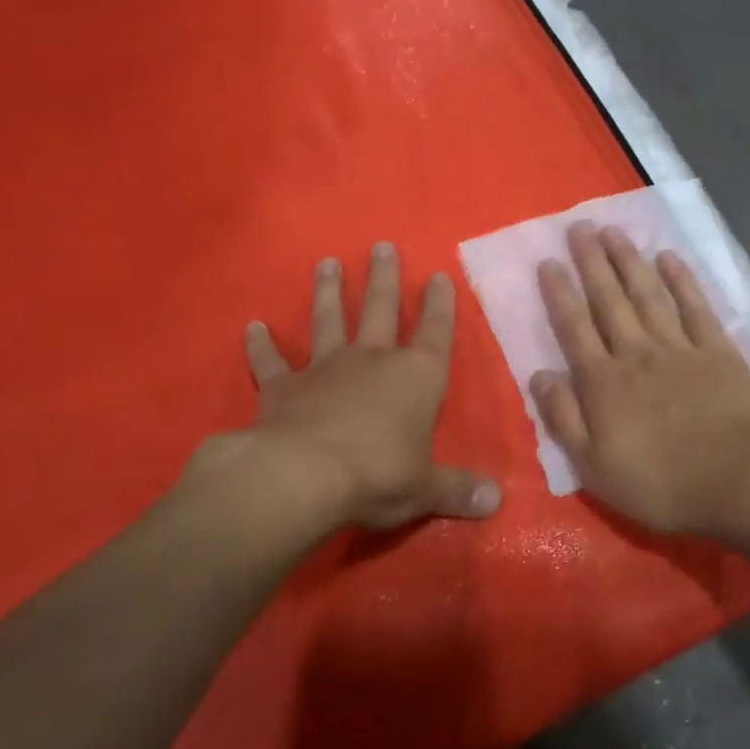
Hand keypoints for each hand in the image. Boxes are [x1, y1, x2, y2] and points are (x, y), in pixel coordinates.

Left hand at [243, 242, 500, 531]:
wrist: (304, 476)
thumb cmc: (379, 474)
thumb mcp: (426, 488)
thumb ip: (459, 490)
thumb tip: (497, 502)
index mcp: (415, 377)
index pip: (435, 332)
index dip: (439, 305)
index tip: (439, 275)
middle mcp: (372, 361)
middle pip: (381, 309)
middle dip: (384, 278)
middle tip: (381, 245)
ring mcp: (325, 369)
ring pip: (328, 320)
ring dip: (329, 292)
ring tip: (326, 263)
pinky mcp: (284, 388)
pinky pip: (271, 362)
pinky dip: (261, 345)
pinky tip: (252, 327)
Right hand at [531, 223, 749, 537]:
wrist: (741, 480)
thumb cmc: (661, 482)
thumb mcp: (593, 466)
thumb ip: (563, 417)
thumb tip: (539, 375)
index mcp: (603, 381)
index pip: (574, 327)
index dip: (559, 293)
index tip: (548, 261)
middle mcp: (636, 353)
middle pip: (609, 300)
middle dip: (591, 262)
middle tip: (579, 226)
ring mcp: (679, 347)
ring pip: (647, 294)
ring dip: (628, 261)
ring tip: (613, 231)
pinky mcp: (718, 351)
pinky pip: (695, 307)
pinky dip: (681, 281)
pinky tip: (669, 258)